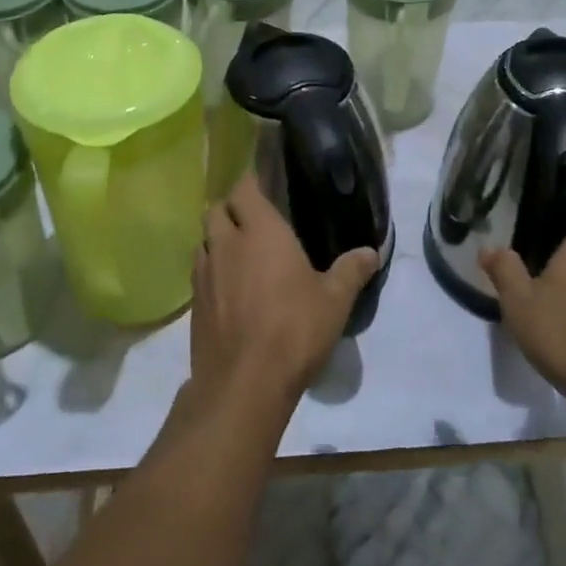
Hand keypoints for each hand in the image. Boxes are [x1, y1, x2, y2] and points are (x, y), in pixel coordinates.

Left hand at [191, 174, 378, 413]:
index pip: (244, 188)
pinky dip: (211, 270)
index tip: (262, 183)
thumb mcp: (334, 301)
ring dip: (218, 239)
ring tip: (239, 253)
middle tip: (252, 219)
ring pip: (204, 240)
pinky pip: (199, 272)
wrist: (244, 384)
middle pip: (216, 209)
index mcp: (260, 232)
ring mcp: (205, 274)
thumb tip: (372, 251)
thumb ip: (352, 271)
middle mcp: (226, 244)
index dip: (250, 182)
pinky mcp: (193, 304)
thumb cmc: (294, 331)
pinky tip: (229, 288)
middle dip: (231, 208)